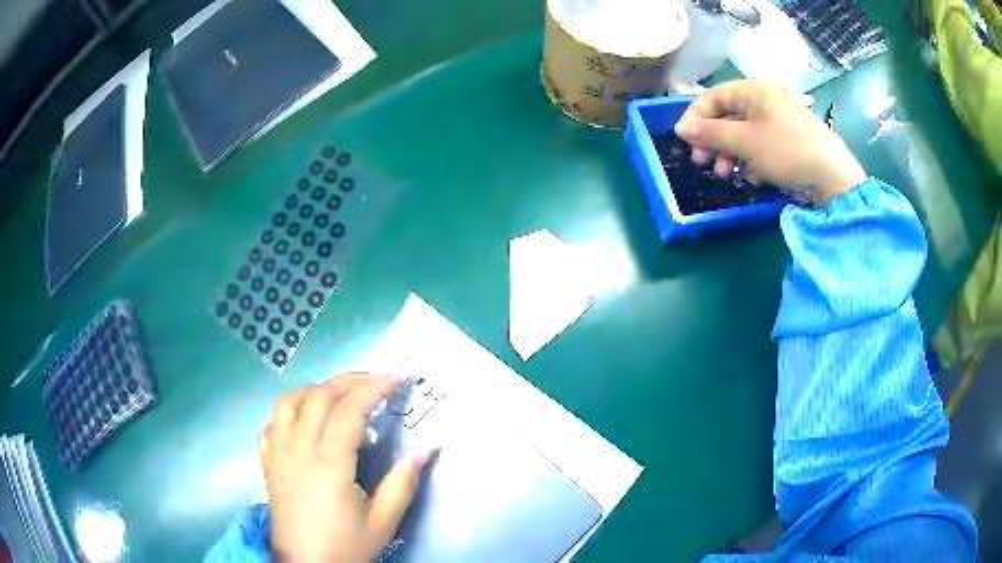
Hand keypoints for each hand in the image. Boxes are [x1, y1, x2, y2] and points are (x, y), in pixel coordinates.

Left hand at [259, 374, 433, 562]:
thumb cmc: (345, 546)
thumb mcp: (383, 522)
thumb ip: (403, 482)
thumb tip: (427, 448)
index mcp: (329, 462)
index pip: (349, 409)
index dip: (373, 388)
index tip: (395, 378)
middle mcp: (299, 448)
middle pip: (318, 396)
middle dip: (349, 381)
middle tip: (375, 382)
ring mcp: (278, 454)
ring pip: (288, 402)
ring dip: (314, 390)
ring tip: (337, 396)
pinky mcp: (268, 464)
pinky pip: (271, 425)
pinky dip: (287, 413)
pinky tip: (302, 423)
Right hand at [673, 80, 867, 206]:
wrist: (832, 177)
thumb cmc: (786, 150)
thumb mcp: (745, 141)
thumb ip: (711, 133)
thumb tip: (681, 128)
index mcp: (754, 92)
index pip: (714, 96)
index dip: (696, 116)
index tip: (685, 140)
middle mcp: (765, 103)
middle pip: (728, 117)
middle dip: (713, 140)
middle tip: (702, 162)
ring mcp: (779, 124)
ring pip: (744, 135)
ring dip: (730, 154)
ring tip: (725, 175)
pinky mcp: (788, 145)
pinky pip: (761, 148)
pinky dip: (751, 161)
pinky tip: (751, 177)